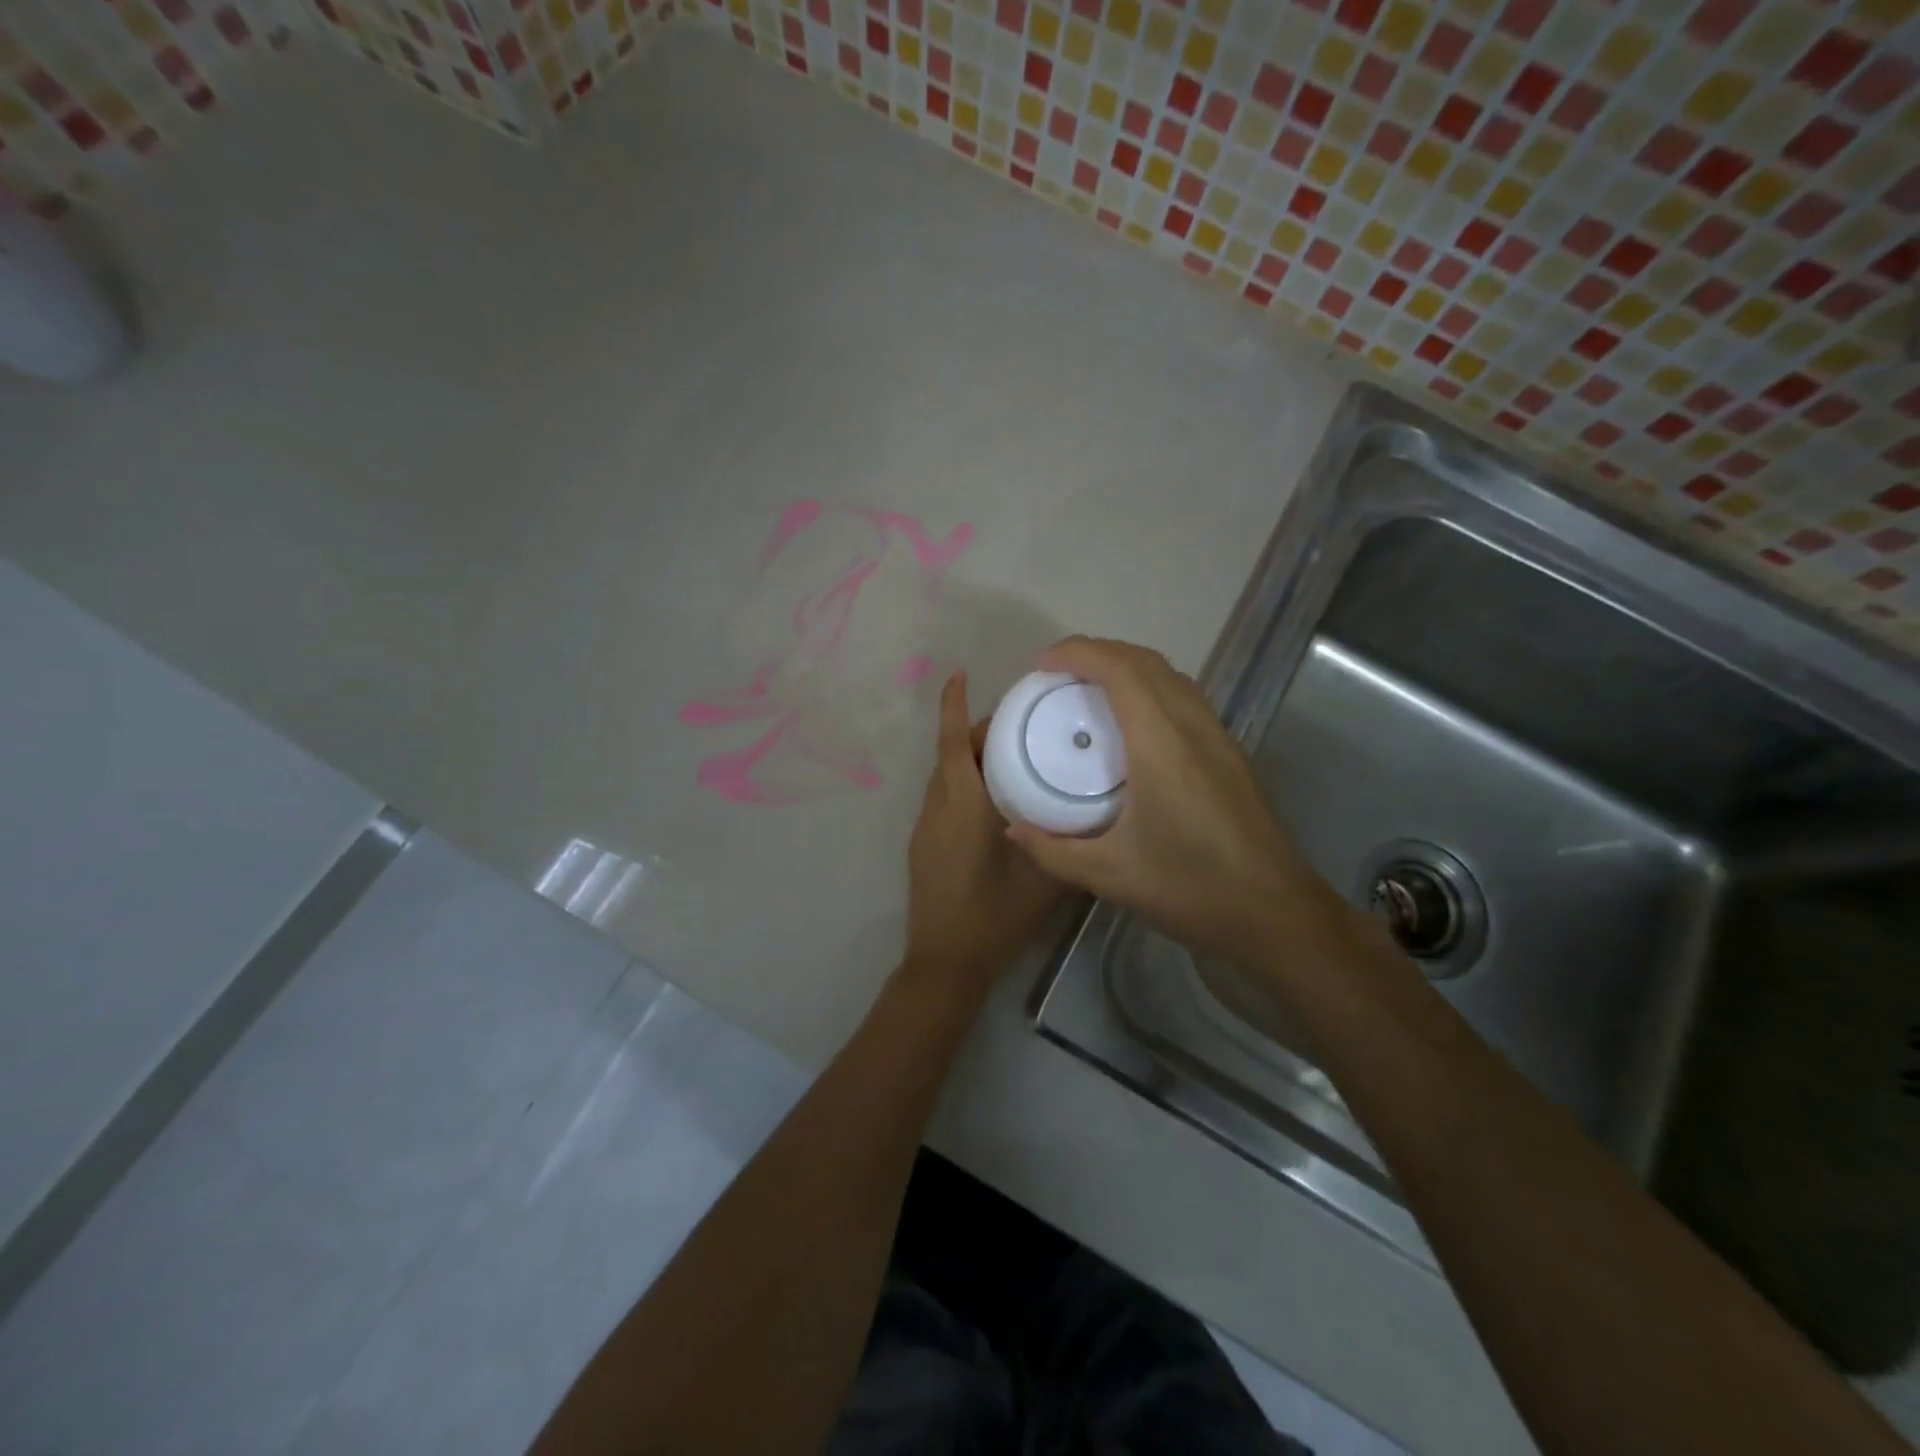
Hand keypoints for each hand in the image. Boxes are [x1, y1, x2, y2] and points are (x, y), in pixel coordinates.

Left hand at [903, 671, 1062, 997]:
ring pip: (944, 777)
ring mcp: (925, 829)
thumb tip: (1094, 818)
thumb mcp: (1045, 882)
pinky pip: (942, 799)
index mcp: (962, 808)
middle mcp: (937, 809)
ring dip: (968, 759)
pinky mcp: (923, 846)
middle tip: (1019, 726)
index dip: (953, 706)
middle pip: (950, 755)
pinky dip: (963, 783)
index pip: (952, 744)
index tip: (958, 673)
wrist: (945, 963)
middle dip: (975, 731)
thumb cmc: (994, 918)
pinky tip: (994, 801)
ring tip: (1012, 758)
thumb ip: (1068, 845)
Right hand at [1006, 636, 1352, 968]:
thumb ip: (1054, 852)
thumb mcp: (1110, 876)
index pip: (1121, 672)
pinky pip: (1185, 698)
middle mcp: (1193, 728)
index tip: (1042, 663)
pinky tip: (1132, 726)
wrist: (1275, 913)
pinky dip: (1151, 688)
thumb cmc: (1191, 889)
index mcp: (1162, 746)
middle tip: (1057, 672)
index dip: (1079, 653)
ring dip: (1128, 667)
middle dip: (1099, 652)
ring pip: (1172, 676)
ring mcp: (1218, 739)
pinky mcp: (1230, 755)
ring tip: (1090, 689)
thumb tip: (1013, 829)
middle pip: (1146, 662)